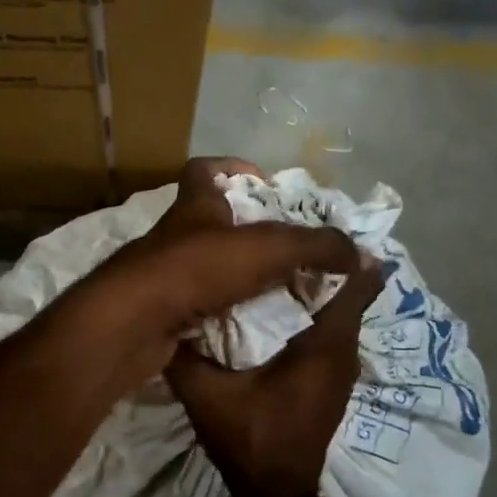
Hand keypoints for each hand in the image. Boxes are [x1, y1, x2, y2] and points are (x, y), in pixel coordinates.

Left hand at [76, 158, 363, 383]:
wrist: (133, 324)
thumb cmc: (195, 270)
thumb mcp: (267, 250)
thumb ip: (316, 247)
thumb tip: (363, 255)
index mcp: (193, 208)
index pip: (204, 170)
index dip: (233, 169)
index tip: (266, 187)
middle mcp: (173, 237)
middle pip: (209, 223)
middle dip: (247, 235)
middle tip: (286, 254)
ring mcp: (160, 275)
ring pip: (203, 269)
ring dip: (236, 278)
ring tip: (277, 293)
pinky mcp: (157, 312)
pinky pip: (197, 307)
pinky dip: (221, 313)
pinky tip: (248, 327)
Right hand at [166, 256, 384, 496]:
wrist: (277, 496)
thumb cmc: (250, 439)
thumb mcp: (206, 394)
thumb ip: (186, 355)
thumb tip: (161, 316)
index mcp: (325, 345)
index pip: (355, 282)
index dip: (337, 250)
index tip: (303, 228)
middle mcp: (343, 351)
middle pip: (345, 291)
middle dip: (316, 263)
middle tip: (276, 240)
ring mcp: (340, 369)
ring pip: (336, 313)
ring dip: (312, 290)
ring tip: (271, 267)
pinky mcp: (329, 382)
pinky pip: (328, 333)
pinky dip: (309, 316)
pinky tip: (273, 310)